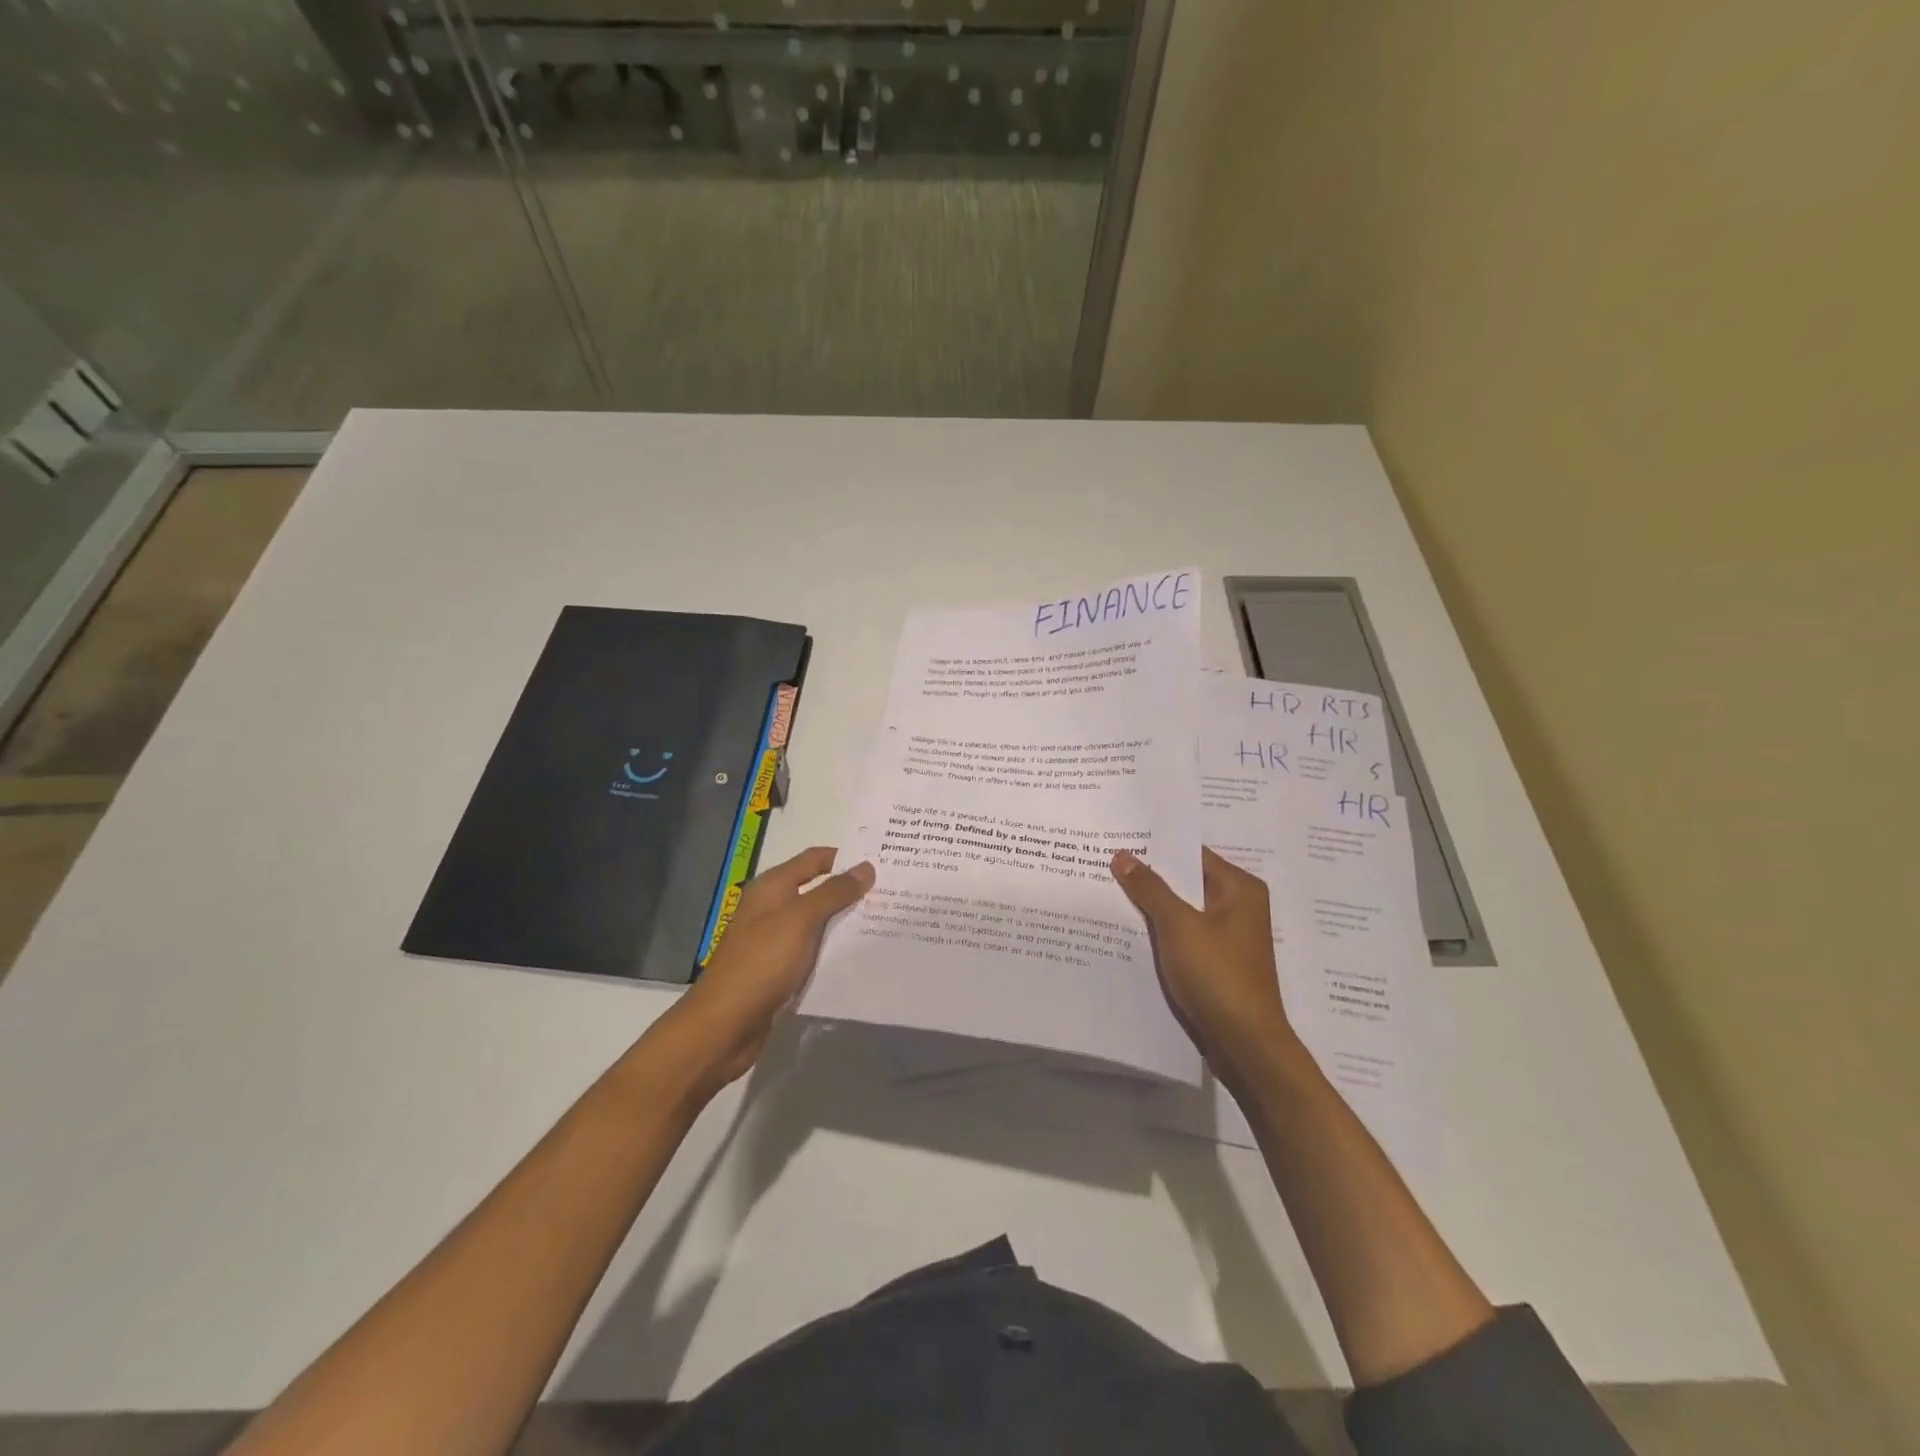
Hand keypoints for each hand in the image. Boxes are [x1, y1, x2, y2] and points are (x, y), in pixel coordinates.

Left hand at [671, 847, 873, 1091]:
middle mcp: (772, 908)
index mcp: (772, 887)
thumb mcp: (800, 920)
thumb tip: (866, 867)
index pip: (814, 859)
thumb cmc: (761, 963)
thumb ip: (834, 893)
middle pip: (817, 889)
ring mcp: (774, 940)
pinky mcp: (780, 970)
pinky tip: (859, 954)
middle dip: (851, 890)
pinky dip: (834, 949)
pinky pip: (813, 951)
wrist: (724, 1025)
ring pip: (817, 922)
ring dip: (845, 921)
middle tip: (892, 892)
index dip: (845, 857)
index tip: (881, 861)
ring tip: (885, 921)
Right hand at [1111, 847, 1297, 1082]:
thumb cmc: (1217, 974)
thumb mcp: (1179, 925)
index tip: (1119, 840)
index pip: (1191, 854)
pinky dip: (1159, 932)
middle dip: (1148, 877)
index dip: (1156, 848)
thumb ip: (1149, 888)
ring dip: (1151, 906)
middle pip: (1185, 882)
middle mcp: (1237, 906)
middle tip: (1104, 862)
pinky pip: (1182, 936)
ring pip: (1181, 911)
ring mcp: (1227, 937)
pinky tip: (1126, 929)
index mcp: (1239, 888)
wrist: (1244, 1044)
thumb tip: (1122, 855)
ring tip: (1107, 891)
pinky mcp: (1215, 963)